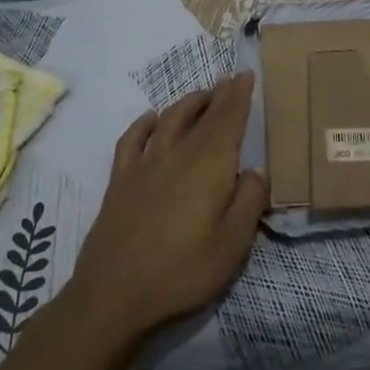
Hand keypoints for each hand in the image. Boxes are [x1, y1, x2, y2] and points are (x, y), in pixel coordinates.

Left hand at [65, 74, 269, 343]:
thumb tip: (255, 170)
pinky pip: (132, 140)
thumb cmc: (182, 272)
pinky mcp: (120, 181)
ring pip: (169, 120)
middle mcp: (178, 154)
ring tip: (202, 95)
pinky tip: (151, 118)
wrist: (113, 294)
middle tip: (231, 79)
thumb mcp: (232, 245)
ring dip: (188, 103)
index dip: (239, 95)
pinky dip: (144, 124)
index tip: (246, 74)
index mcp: (210, 166)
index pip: (228, 119)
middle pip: (202, 115)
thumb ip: (249, 202)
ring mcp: (144, 165)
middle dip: (219, 95)